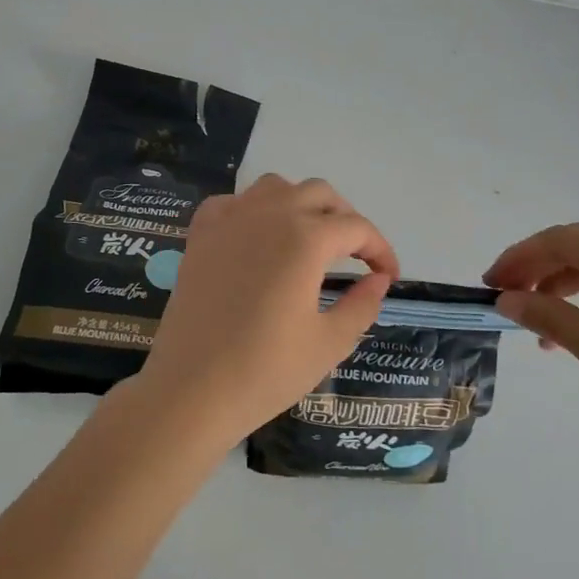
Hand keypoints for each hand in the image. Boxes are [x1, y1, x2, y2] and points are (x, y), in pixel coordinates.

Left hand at [137, 174, 397, 443]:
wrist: (190, 390)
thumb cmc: (266, 372)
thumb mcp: (329, 343)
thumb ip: (363, 304)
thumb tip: (378, 280)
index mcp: (306, 239)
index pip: (356, 228)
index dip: (380, 249)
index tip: (388, 276)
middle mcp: (269, 215)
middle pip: (320, 194)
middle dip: (345, 219)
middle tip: (355, 255)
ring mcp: (230, 220)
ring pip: (276, 188)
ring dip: (301, 204)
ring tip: (309, 239)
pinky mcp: (200, 235)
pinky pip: (233, 202)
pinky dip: (253, 209)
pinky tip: (257, 237)